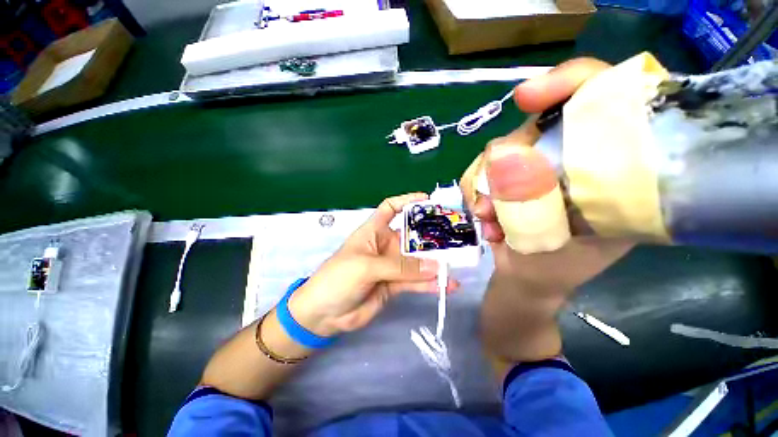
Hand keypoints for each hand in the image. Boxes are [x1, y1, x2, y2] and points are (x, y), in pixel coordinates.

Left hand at [288, 193, 458, 336]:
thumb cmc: (338, 278)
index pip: (390, 208)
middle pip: (411, 236)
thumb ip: (400, 267)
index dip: (407, 201)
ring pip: (417, 260)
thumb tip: (435, 266)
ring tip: (456, 264)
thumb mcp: (367, 267)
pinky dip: (430, 283)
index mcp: (373, 231)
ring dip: (435, 262)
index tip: (427, 200)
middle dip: (431, 236)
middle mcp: (385, 245)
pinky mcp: (395, 285)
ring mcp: (391, 265)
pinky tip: (446, 285)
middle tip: (454, 237)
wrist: (324, 314)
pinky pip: (416, 281)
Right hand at [462, 58, 635, 364]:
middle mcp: (573, 158)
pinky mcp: (509, 181)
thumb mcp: (563, 240)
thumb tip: (503, 157)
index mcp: (613, 167)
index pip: (605, 96)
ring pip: (499, 151)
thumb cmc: (555, 270)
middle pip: (535, 126)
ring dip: (486, 187)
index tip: (527, 97)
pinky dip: (477, 195)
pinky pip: (481, 172)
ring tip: (489, 222)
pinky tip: (487, 221)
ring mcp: (536, 169)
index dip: (569, 82)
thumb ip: (539, 201)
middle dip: (506, 162)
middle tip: (494, 206)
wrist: (527, 284)